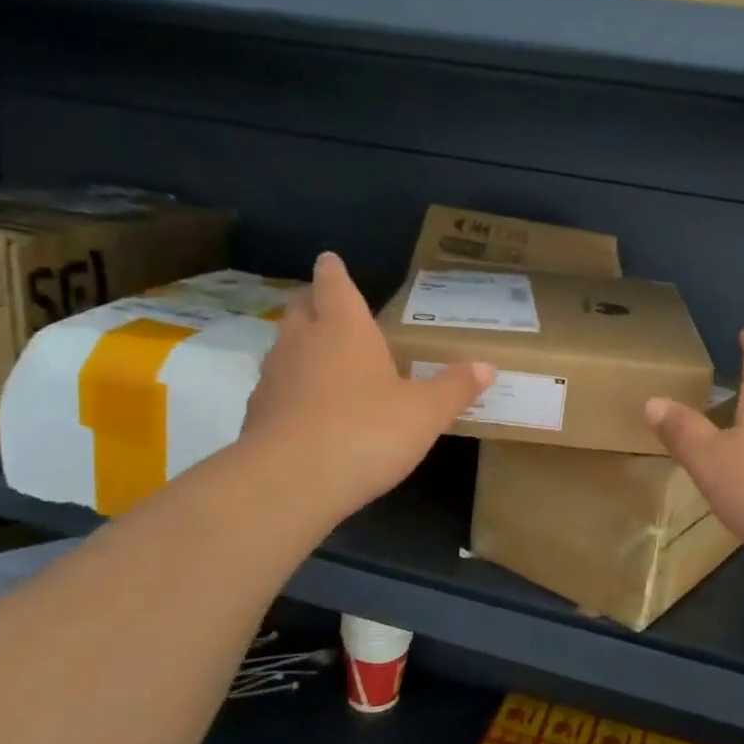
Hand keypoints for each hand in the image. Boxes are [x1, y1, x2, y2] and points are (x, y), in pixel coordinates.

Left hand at [241, 252, 490, 520]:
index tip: (330, 261)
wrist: (290, 482)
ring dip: (299, 346)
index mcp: (345, 329)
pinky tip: (307, 410)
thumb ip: (454, 388)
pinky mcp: (256, 414)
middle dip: (313, 303)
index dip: (333, 272)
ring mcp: (274, 378)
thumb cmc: (366, 431)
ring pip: (283, 347)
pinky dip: (290, 389)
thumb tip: (487, 366)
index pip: (333, 285)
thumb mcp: (425, 413)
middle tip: (328, 307)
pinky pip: (276, 388)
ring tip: (322, 358)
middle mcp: (303, 343)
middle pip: (300, 309)